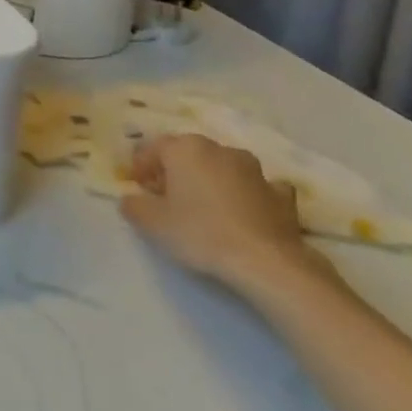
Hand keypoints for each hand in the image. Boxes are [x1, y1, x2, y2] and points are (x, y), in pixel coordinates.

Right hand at [120, 134, 323, 292]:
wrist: (266, 261)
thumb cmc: (200, 233)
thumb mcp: (152, 223)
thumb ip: (133, 206)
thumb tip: (131, 199)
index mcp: (185, 148)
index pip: (154, 148)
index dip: (142, 166)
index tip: (138, 188)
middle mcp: (218, 149)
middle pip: (188, 153)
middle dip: (175, 170)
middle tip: (166, 196)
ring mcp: (254, 169)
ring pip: (222, 166)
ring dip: (211, 179)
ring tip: (205, 206)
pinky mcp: (280, 194)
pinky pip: (256, 186)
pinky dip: (248, 193)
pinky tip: (245, 211)